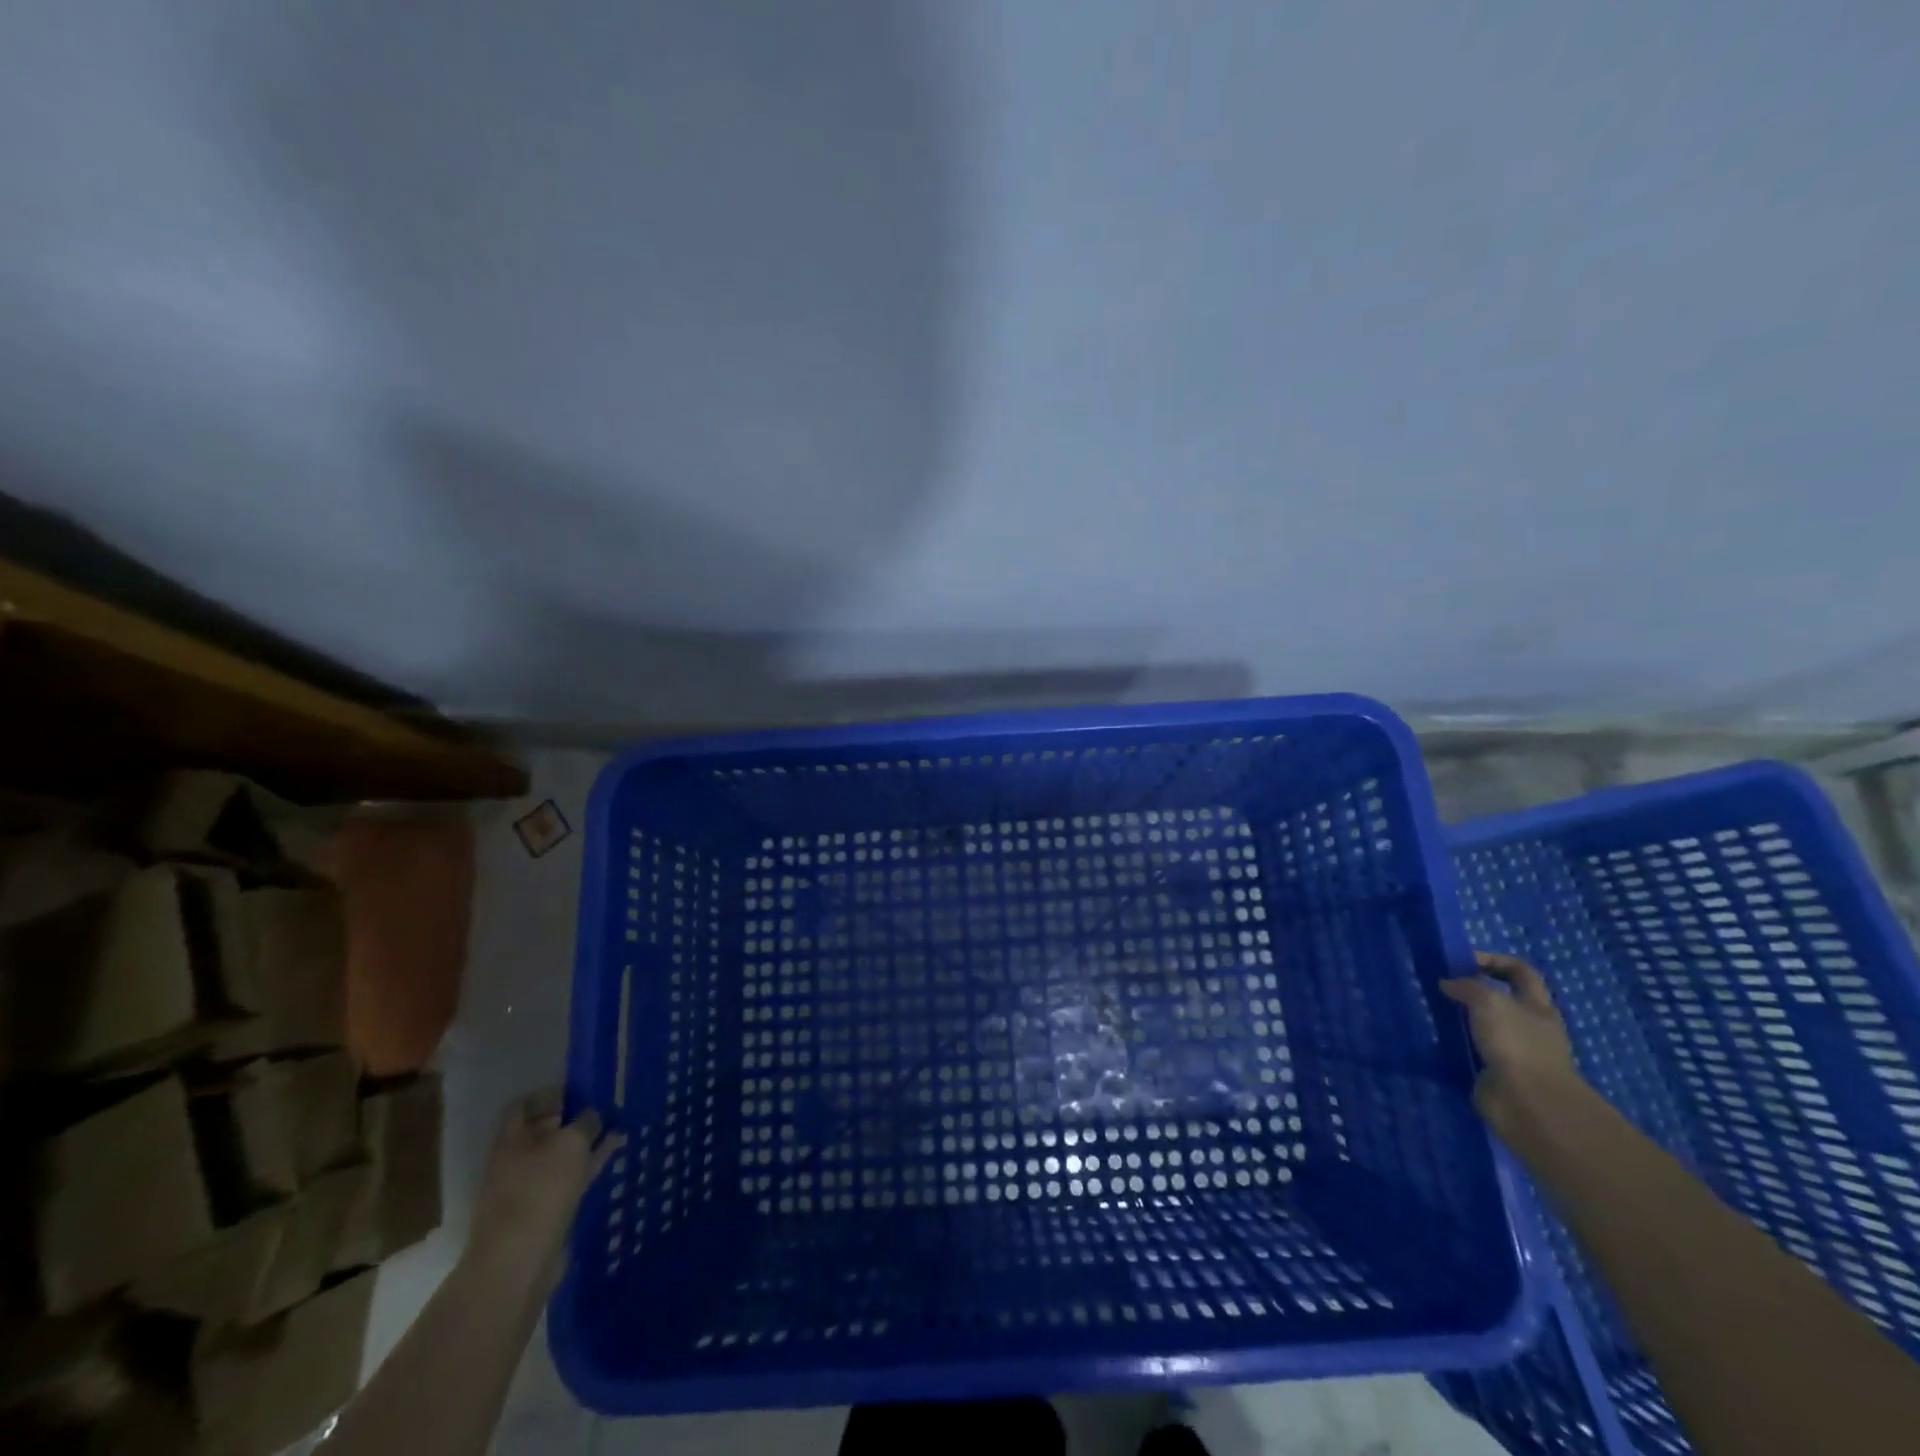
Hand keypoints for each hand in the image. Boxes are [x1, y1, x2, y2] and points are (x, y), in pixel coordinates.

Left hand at [468, 1088, 623, 1290]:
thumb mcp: (572, 1143)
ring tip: (615, 1129)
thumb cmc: (540, 1190)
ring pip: (558, 1156)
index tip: (578, 1093)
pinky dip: (588, 1166)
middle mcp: (513, 1160)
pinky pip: (567, 1179)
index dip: (549, 1095)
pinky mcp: (542, 1211)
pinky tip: (612, 1155)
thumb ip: (587, 1123)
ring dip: (584, 1144)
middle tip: (602, 1110)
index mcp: (510, 1139)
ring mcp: (526, 1188)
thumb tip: (593, 1117)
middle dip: (571, 1120)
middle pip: (542, 1131)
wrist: (518, 1261)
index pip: (523, 1105)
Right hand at [1440, 951, 1584, 1136]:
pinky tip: (1434, 1038)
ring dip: (1459, 1017)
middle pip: (1499, 998)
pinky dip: (1454, 1044)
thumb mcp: (1489, 1002)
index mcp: (1537, 1006)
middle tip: (1440, 985)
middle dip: (1470, 990)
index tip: (1461, 961)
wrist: (1528, 1104)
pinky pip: (1470, 1050)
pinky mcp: (1493, 1072)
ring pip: (1482, 1024)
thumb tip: (1447, 984)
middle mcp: (1528, 1026)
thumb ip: (1466, 987)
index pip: (1519, 971)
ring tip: (1431, 1010)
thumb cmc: (1516, 1044)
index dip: (1493, 960)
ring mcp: (1512, 1051)